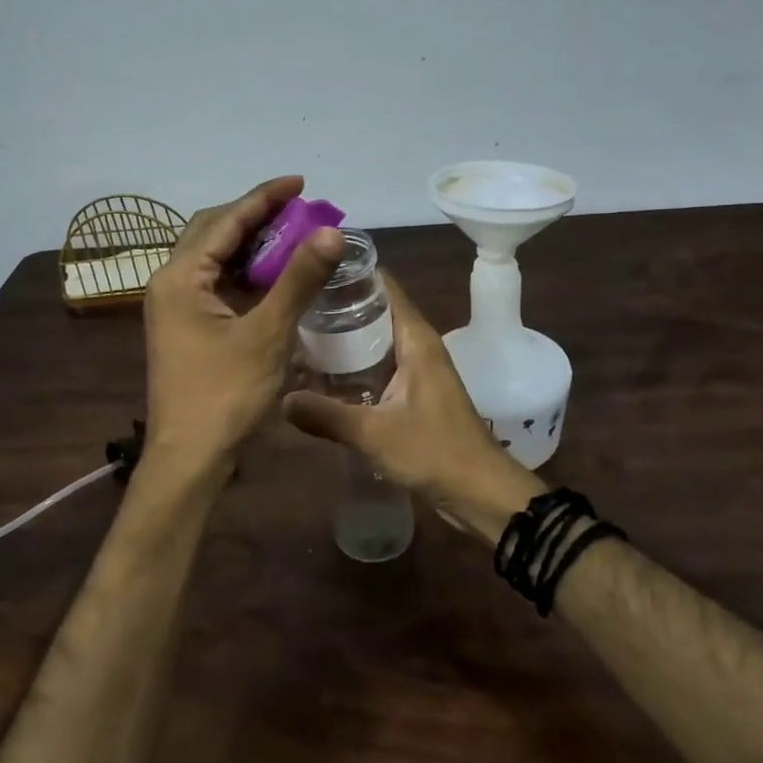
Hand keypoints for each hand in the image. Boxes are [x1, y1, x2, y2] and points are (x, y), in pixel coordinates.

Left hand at [144, 176, 343, 470]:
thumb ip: (297, 280)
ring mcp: (174, 307)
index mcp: (180, 277)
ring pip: (213, 259)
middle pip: (213, 232)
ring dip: (250, 245)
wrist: (189, 457)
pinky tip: (273, 277)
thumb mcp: (267, 335)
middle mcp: (170, 283)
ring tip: (292, 236)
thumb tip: (330, 232)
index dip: (264, 198)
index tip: (299, 183)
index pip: (225, 221)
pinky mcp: (185, 327)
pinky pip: (215, 285)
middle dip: (255, 217)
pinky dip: (244, 274)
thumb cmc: (225, 395)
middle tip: (299, 210)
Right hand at [282, 273, 542, 541]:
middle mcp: (417, 346)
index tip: (310, 270)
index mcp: (416, 339)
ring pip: (374, 342)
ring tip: (297, 337)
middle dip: (336, 308)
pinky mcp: (413, 395)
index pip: (383, 286)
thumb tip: (281, 399)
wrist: (481, 493)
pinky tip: (320, 377)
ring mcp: (416, 371)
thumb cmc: (434, 451)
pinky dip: (352, 367)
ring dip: (343, 340)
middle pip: (374, 311)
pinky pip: (378, 367)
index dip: (350, 274)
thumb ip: (326, 415)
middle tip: (291, 307)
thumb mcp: (374, 433)